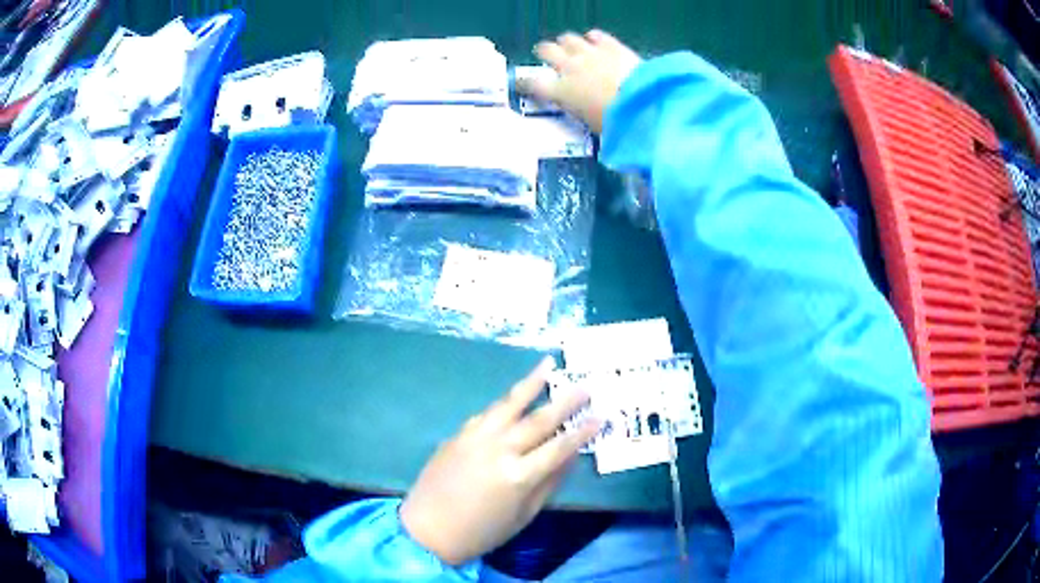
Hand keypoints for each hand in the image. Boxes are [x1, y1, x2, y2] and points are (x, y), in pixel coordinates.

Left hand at [400, 357, 599, 565]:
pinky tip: (514, 395)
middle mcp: (499, 450)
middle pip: (538, 419)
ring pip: (509, 404)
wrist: (428, 528)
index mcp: (519, 476)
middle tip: (584, 386)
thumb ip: (549, 483)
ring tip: (548, 366)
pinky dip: (503, 403)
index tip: (600, 416)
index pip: (559, 447)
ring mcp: (475, 438)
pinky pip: (486, 413)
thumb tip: (571, 456)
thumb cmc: (482, 531)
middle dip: (564, 402)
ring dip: (531, 384)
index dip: (582, 432)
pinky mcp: (458, 434)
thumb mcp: (524, 515)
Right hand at [517, 30, 642, 132]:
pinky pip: (596, 35)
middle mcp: (570, 67)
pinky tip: (596, 42)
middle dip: (546, 53)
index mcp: (561, 92)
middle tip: (549, 57)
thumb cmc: (614, 124)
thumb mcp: (591, 126)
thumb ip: (581, 114)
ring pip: (568, 39)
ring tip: (572, 48)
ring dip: (567, 43)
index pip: (532, 84)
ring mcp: (590, 53)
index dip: (525, 83)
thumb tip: (581, 114)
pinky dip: (593, 38)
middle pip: (547, 51)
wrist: (642, 104)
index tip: (524, 84)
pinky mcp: (612, 45)